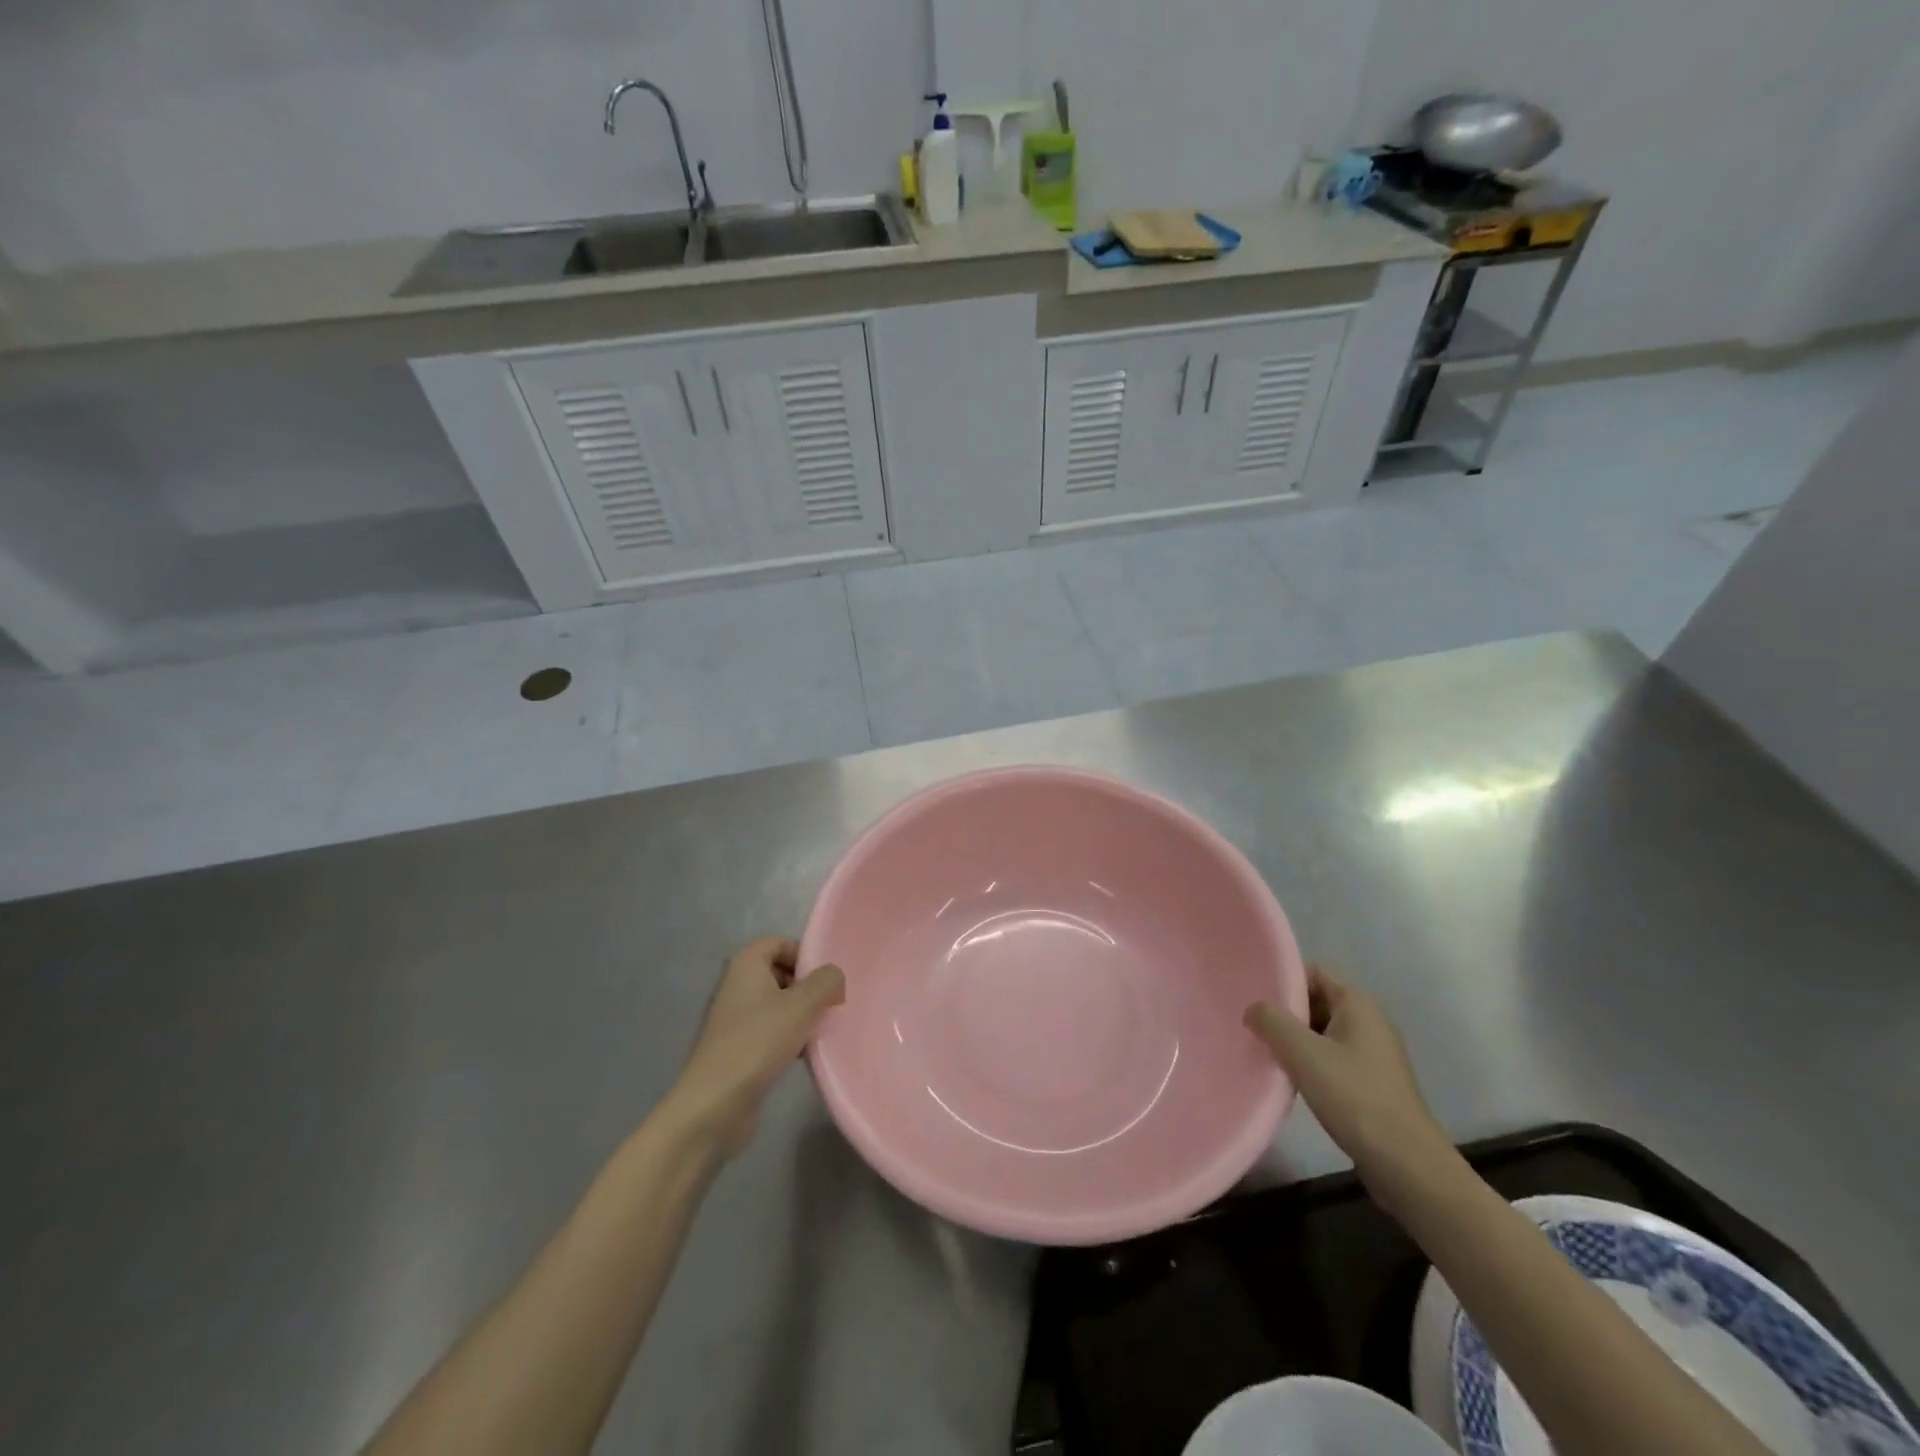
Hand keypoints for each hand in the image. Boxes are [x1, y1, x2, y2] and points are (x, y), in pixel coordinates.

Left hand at [667, 938, 844, 1156]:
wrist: (714, 1105)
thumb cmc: (758, 1043)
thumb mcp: (802, 1005)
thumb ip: (826, 981)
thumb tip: (835, 977)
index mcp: (746, 964)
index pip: (781, 943)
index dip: (806, 956)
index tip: (827, 981)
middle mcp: (736, 985)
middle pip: (781, 973)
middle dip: (807, 988)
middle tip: (829, 1006)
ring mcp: (734, 1019)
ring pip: (778, 1005)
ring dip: (801, 1016)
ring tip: (820, 1033)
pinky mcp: (736, 1049)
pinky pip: (770, 1032)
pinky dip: (788, 1038)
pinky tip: (804, 1055)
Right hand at [1245, 965, 1455, 1207]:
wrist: (1406, 1164)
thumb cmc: (1354, 1097)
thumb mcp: (1303, 1053)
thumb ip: (1272, 1021)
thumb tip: (1253, 1009)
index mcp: (1358, 1003)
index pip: (1314, 973)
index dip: (1283, 980)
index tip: (1255, 997)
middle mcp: (1371, 1022)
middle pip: (1319, 1001)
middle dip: (1287, 1013)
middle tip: (1255, 1027)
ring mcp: (1376, 1055)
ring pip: (1325, 1033)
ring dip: (1297, 1041)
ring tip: (1267, 1053)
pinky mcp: (1375, 1084)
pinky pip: (1335, 1059)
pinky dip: (1313, 1063)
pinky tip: (1293, 1080)